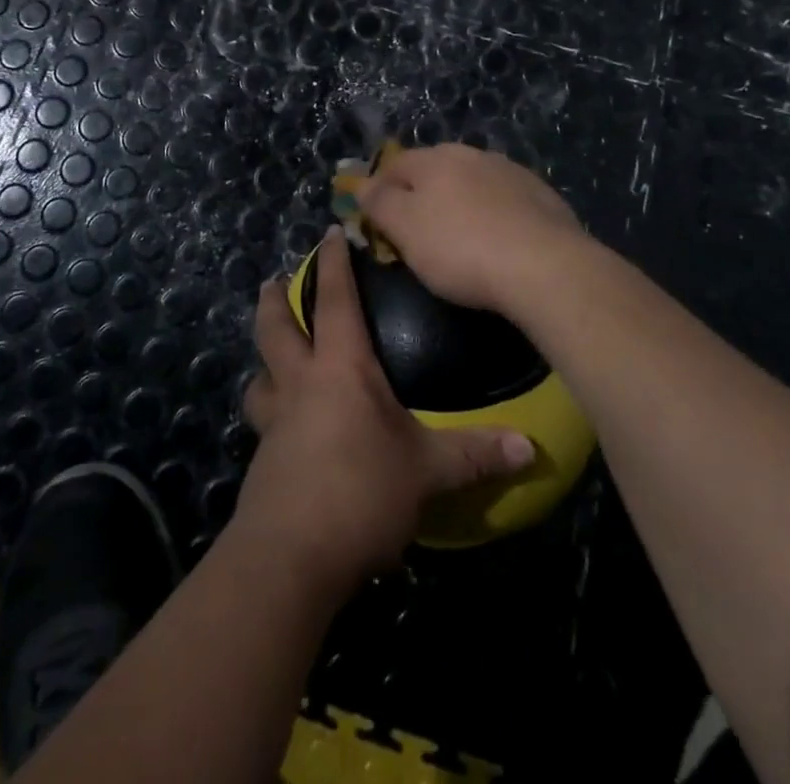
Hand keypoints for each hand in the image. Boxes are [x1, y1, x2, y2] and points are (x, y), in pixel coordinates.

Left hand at [236, 227, 535, 594]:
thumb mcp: (427, 472)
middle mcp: (300, 384)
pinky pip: (263, 421)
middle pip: (276, 329)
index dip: (332, 264)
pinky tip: (286, 429)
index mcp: (339, 368)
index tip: (328, 233)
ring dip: (263, 360)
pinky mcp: (265, 462)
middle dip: (273, 301)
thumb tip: (531, 448)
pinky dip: (269, 409)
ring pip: (258, 376)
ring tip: (271, 358)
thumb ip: (475, 455)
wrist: (290, 556)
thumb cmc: (361, 492)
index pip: (335, 300)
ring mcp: (275, 423)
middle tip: (270, 281)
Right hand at [358, 143, 590, 316]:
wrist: (545, 266)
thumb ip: (379, 202)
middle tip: (414, 229)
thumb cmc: (461, 248)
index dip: (377, 188)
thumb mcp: (405, 229)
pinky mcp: (541, 196)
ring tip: (457, 236)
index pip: (394, 164)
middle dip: (420, 193)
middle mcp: (473, 155)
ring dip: (458, 201)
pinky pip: (503, 200)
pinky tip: (496, 240)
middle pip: (434, 169)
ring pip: (471, 182)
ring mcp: (511, 172)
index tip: (373, 218)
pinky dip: (492, 214)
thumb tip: (361, 184)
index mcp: (436, 158)